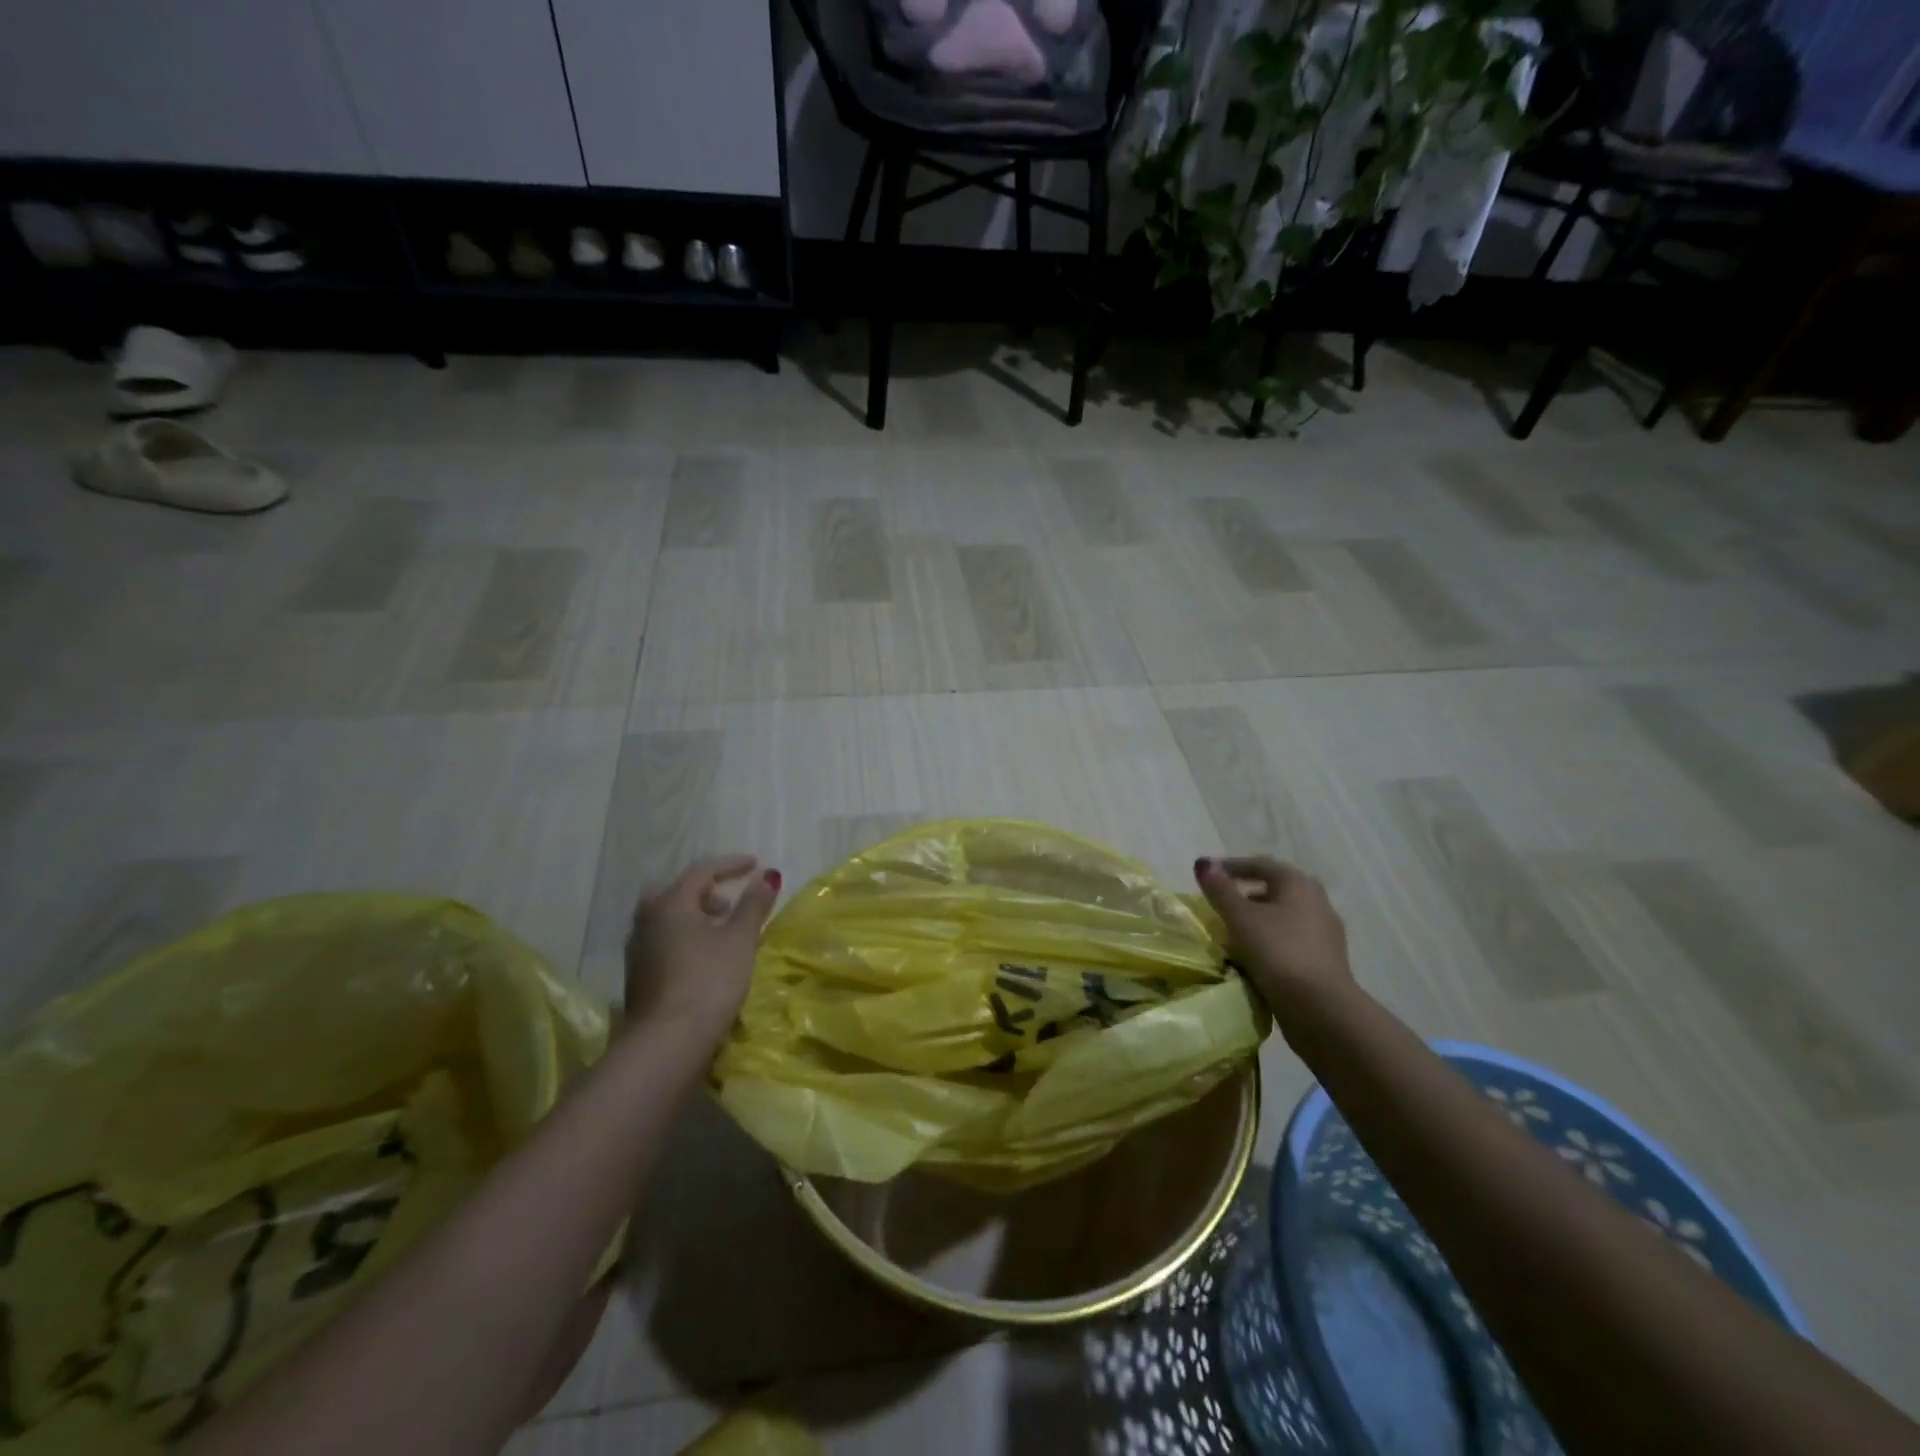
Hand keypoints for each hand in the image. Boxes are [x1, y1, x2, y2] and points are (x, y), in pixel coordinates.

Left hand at [625, 856, 780, 1041]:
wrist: (667, 1042)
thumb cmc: (709, 980)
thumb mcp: (740, 939)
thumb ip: (753, 905)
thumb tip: (767, 876)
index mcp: (670, 904)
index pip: (701, 871)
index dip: (731, 864)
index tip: (755, 864)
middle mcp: (647, 920)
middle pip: (677, 892)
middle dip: (707, 891)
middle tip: (730, 902)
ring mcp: (638, 950)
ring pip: (668, 918)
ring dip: (696, 915)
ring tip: (723, 931)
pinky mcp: (639, 976)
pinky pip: (664, 940)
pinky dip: (686, 936)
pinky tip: (705, 957)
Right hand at [1194, 855, 1351, 1016]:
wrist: (1321, 1009)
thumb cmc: (1278, 952)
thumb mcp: (1241, 918)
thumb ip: (1220, 890)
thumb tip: (1203, 863)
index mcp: (1299, 884)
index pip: (1261, 864)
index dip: (1232, 866)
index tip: (1208, 874)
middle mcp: (1317, 902)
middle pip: (1274, 890)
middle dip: (1245, 896)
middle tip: (1219, 905)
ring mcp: (1324, 934)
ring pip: (1282, 918)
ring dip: (1257, 921)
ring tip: (1231, 934)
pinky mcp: (1325, 961)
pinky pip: (1290, 942)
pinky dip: (1269, 943)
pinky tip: (1252, 958)